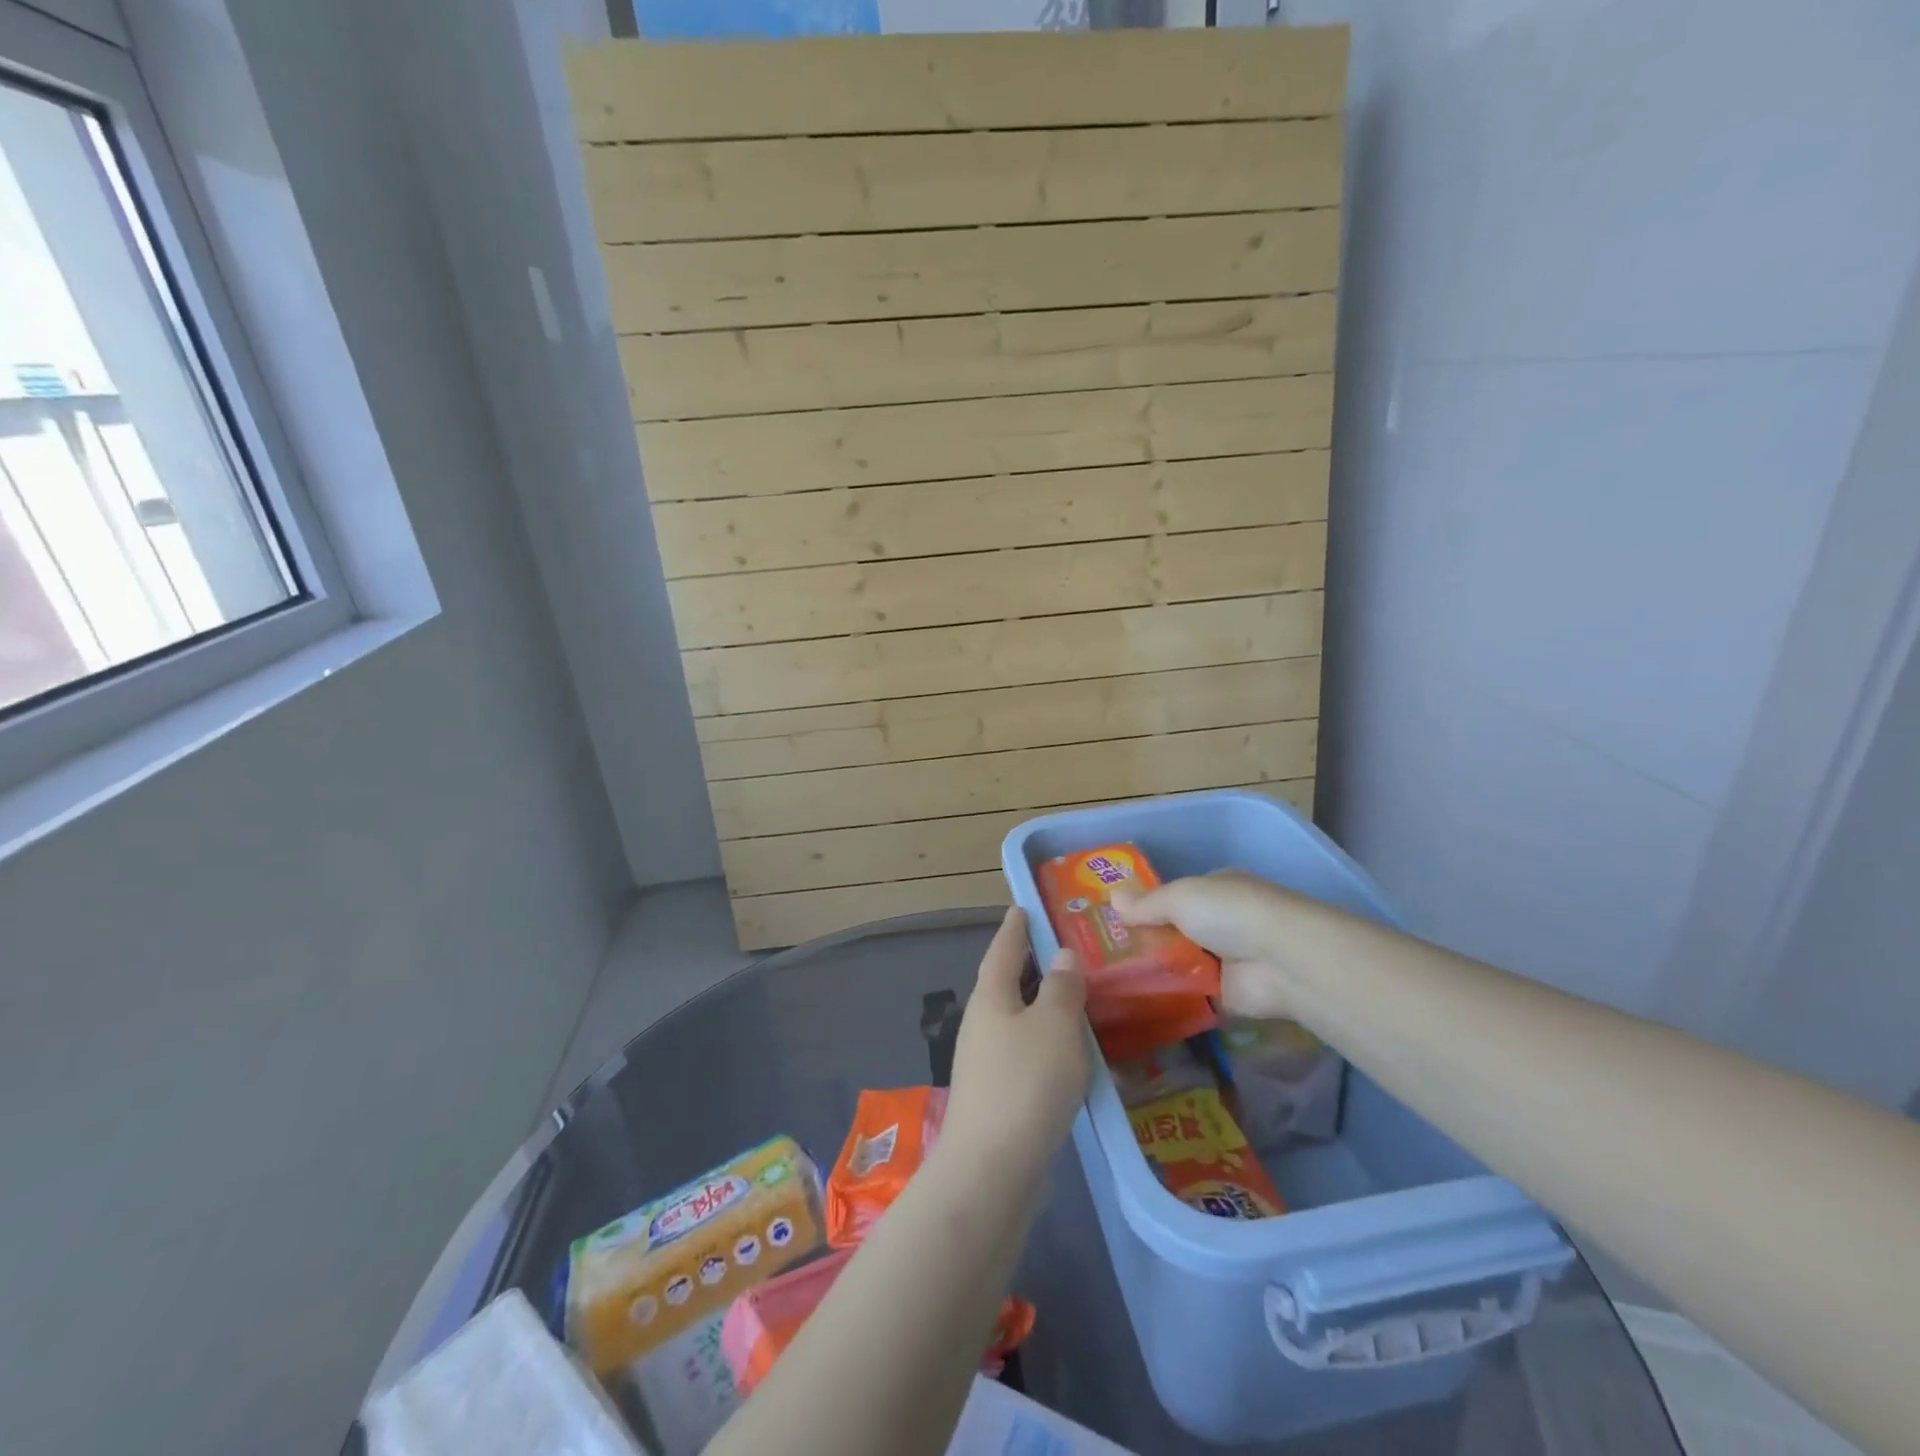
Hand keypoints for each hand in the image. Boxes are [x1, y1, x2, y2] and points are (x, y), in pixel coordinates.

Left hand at [941, 908, 1090, 1185]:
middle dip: (1032, 966)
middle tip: (1064, 951)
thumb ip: (1062, 989)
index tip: (1024, 907)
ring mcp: (985, 1062)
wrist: (991, 1171)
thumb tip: (1062, 957)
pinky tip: (1067, 1053)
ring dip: (1041, 1006)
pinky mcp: (996, 1095)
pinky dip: (1045, 1042)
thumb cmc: (1025, 1084)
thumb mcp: (1055, 1027)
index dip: (1016, 927)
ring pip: (1017, 1020)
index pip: (1004, 949)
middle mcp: (982, 1023)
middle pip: (1007, 983)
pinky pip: (1024, 1052)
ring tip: (1074, 998)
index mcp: (991, 997)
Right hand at [1112, 871, 1299, 1018]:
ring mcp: (1226, 960)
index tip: (1114, 921)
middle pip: (1176, 931)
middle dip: (1147, 941)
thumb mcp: (1179, 897)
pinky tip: (1136, 1002)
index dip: (1147, 907)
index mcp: (1215, 889)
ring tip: (1110, 981)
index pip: (1175, 897)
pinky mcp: (1228, 995)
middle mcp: (1222, 922)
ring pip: (1181, 964)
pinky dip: (1171, 998)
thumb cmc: (1228, 913)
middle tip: (1104, 954)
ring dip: (1156, 971)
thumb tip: (1112, 897)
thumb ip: (1146, 903)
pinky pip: (1191, 996)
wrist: (1280, 960)